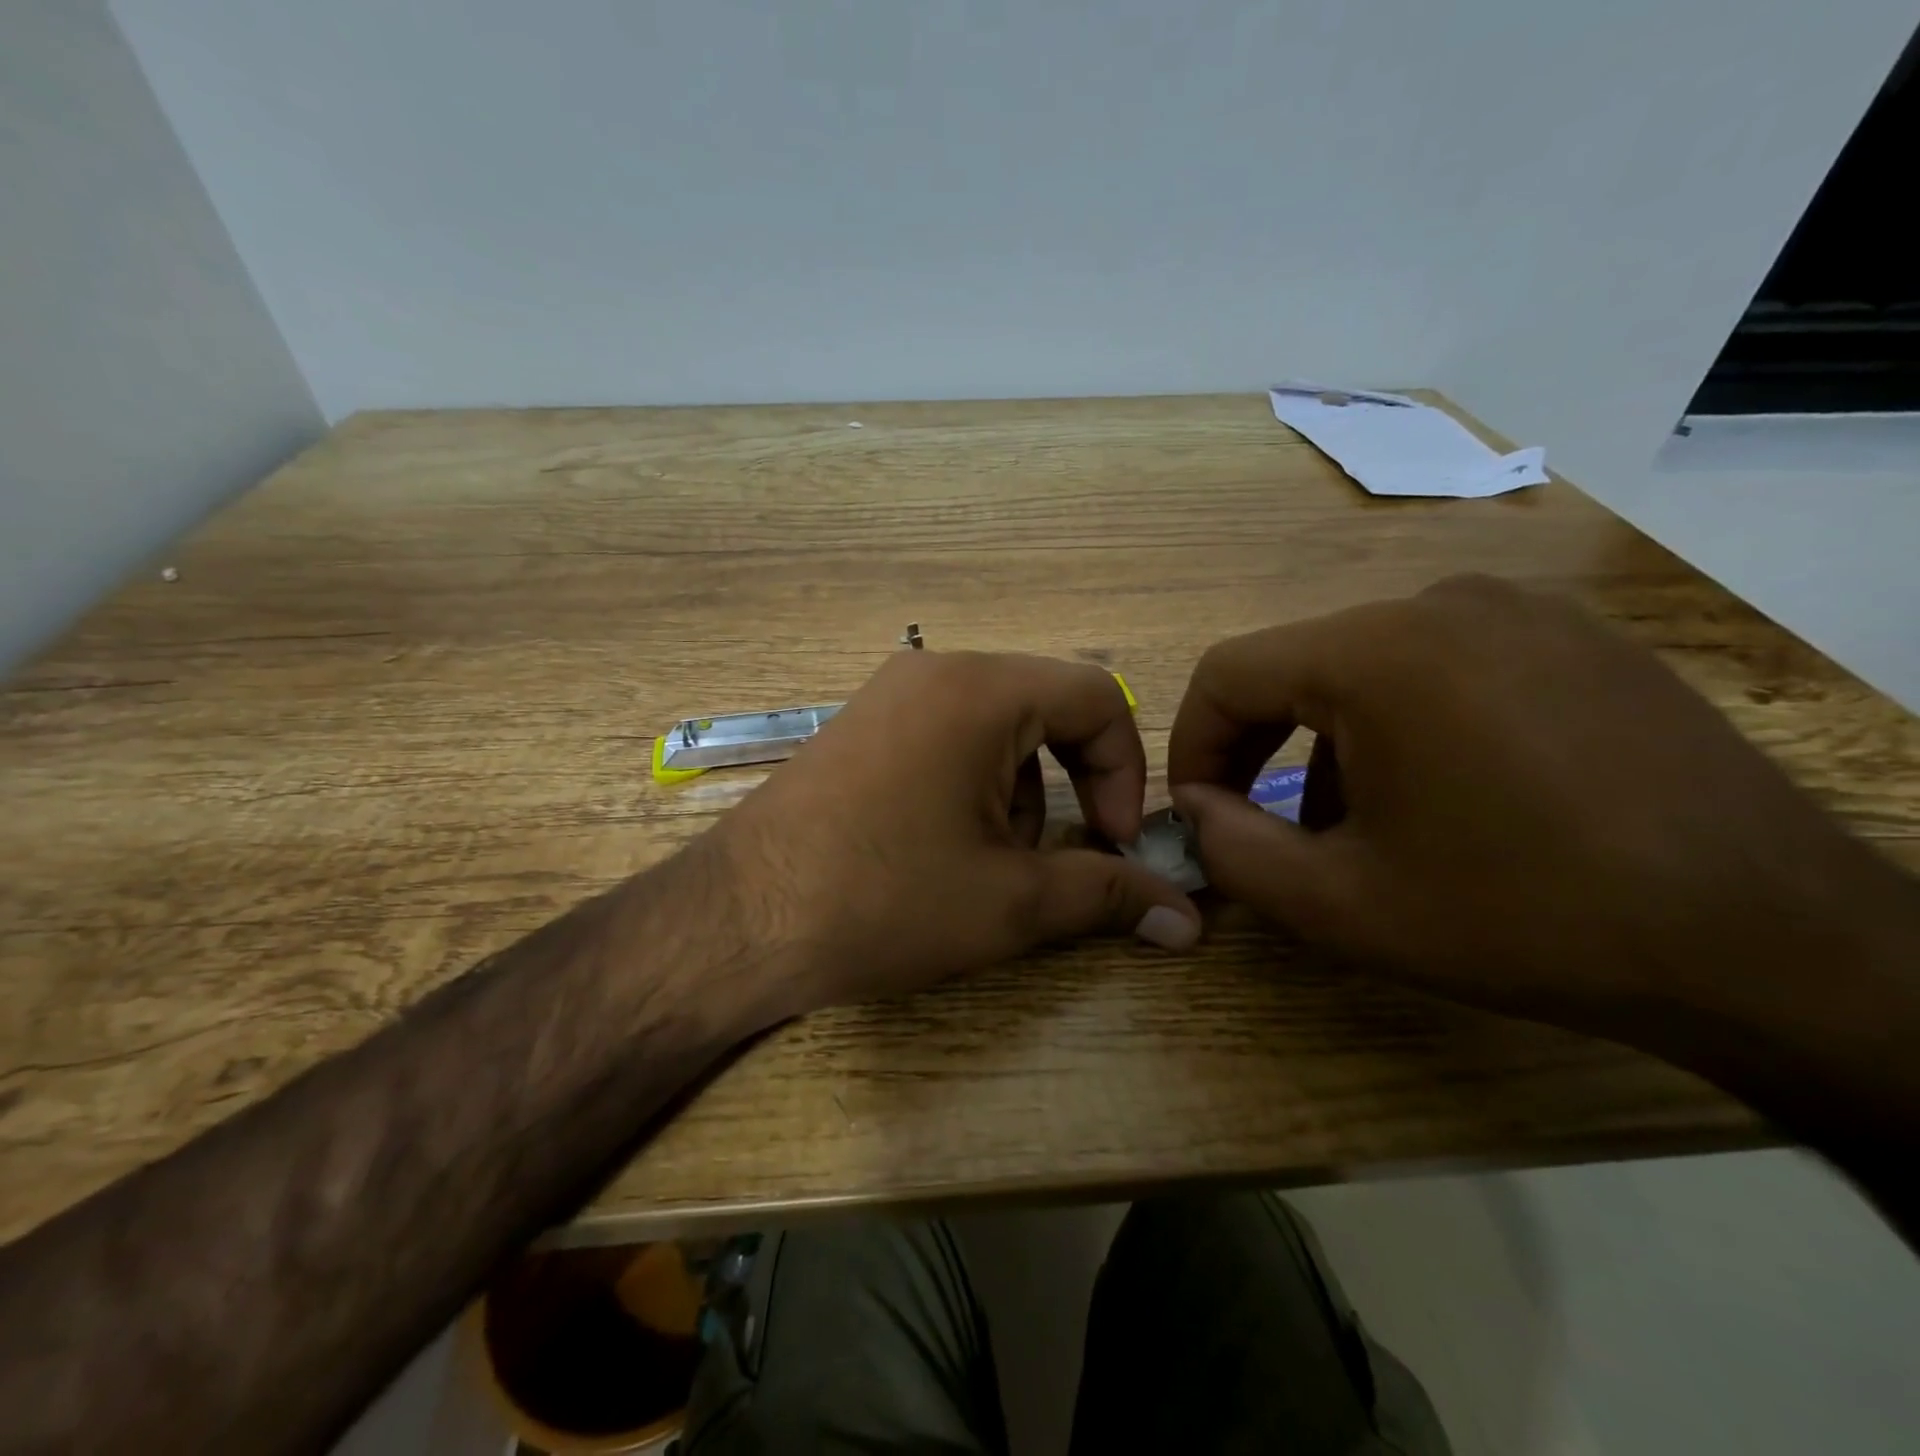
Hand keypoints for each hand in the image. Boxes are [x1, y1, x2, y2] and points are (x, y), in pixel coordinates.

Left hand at [704, 650, 1201, 1025]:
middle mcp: (934, 670)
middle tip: (1054, 858)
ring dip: (1019, 793)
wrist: (738, 922)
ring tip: (986, 863)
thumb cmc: (884, 900)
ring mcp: (889, 694)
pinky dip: (971, 785)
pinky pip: (947, 736)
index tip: (1115, 841)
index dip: (1126, 770)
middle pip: (1045, 709)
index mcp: (979, 689)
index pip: (1097, 697)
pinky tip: (939, 847)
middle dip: (1070, 786)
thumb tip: (1188, 920)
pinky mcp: (860, 726)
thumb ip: (1109, 895)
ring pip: (997, 727)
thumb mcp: (1010, 902)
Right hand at [1165, 574, 1912, 1041]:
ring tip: (1352, 826)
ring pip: (1364, 668)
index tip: (1197, 811)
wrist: (1773, 943)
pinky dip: (1399, 726)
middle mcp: (1441, 604)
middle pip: (1296, 665)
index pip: (1228, 672)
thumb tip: (1193, 809)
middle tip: (1254, 822)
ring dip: (1327, 743)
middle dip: (1256, 747)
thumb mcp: (1341, 905)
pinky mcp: (1572, 638)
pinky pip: (1439, 668)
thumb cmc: (1526, 917)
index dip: (1192, 743)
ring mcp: (1519, 612)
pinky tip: (1435, 797)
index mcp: (1378, 654)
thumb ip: (1231, 852)